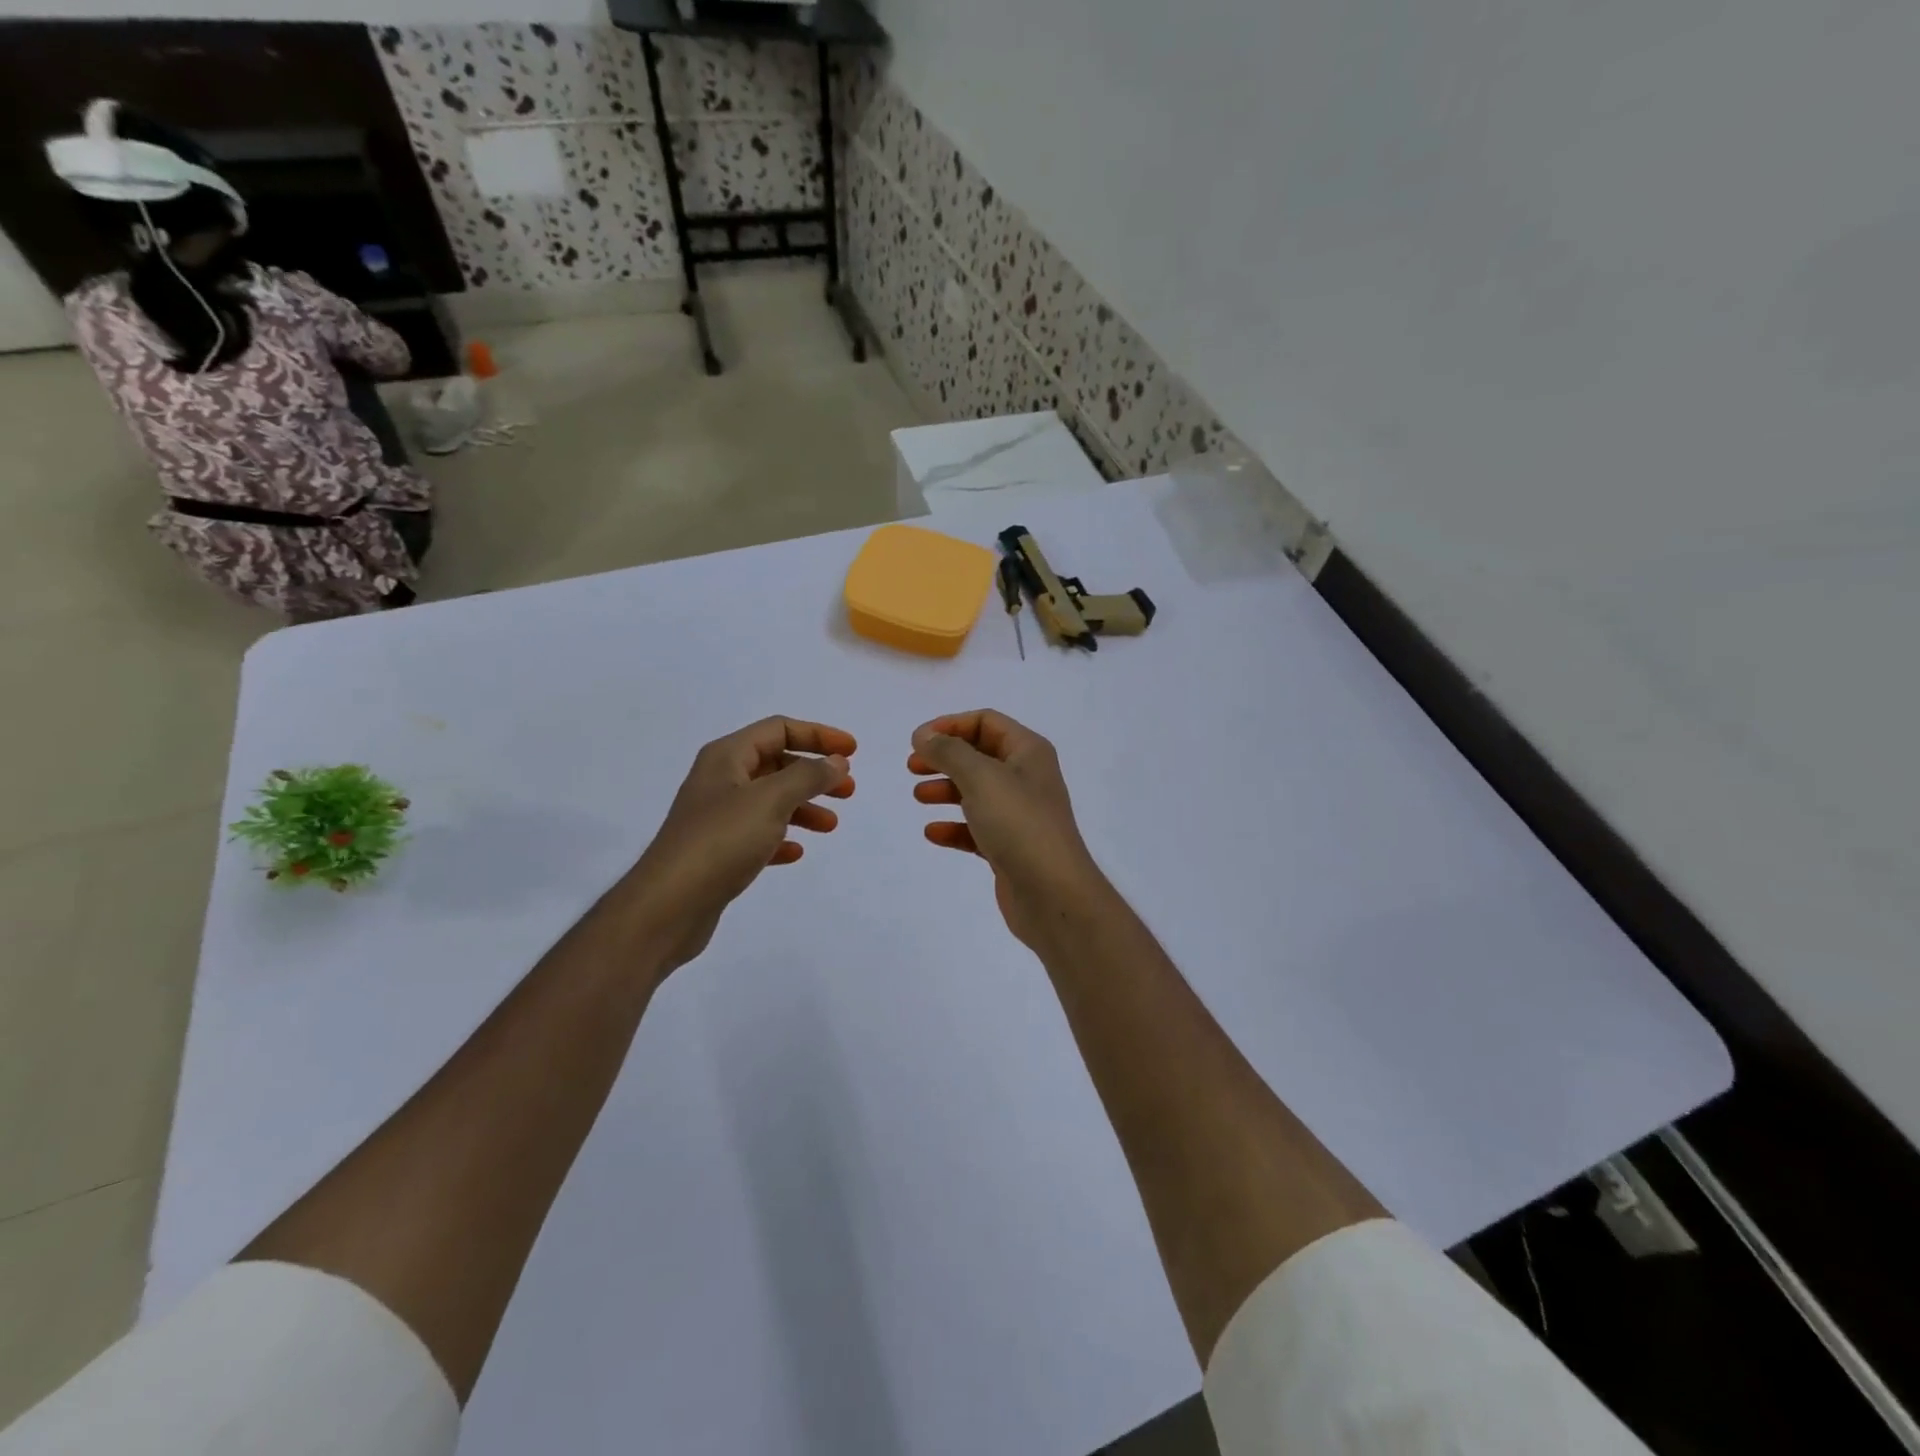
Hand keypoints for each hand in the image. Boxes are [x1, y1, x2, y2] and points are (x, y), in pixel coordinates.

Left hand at [621, 716, 854, 970]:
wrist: (668, 906)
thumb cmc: (721, 841)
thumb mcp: (771, 799)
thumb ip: (808, 776)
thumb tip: (837, 762)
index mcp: (727, 757)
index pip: (779, 730)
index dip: (818, 735)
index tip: (853, 752)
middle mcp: (720, 781)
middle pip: (776, 764)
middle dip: (814, 774)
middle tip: (848, 792)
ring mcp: (716, 817)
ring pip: (770, 801)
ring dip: (803, 807)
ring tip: (831, 826)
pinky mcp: (717, 852)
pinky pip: (757, 835)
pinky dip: (781, 836)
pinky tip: (796, 851)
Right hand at [909, 710, 1107, 947]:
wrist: (1053, 893)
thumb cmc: (1018, 823)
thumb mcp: (980, 777)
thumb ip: (949, 752)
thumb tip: (924, 735)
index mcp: (1028, 752)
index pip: (986, 722)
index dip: (950, 725)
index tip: (917, 740)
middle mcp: (1027, 778)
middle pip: (979, 756)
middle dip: (945, 758)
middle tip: (912, 766)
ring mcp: (1020, 814)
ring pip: (977, 792)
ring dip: (946, 790)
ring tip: (918, 797)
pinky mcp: (1011, 847)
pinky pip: (977, 828)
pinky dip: (955, 827)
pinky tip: (932, 833)